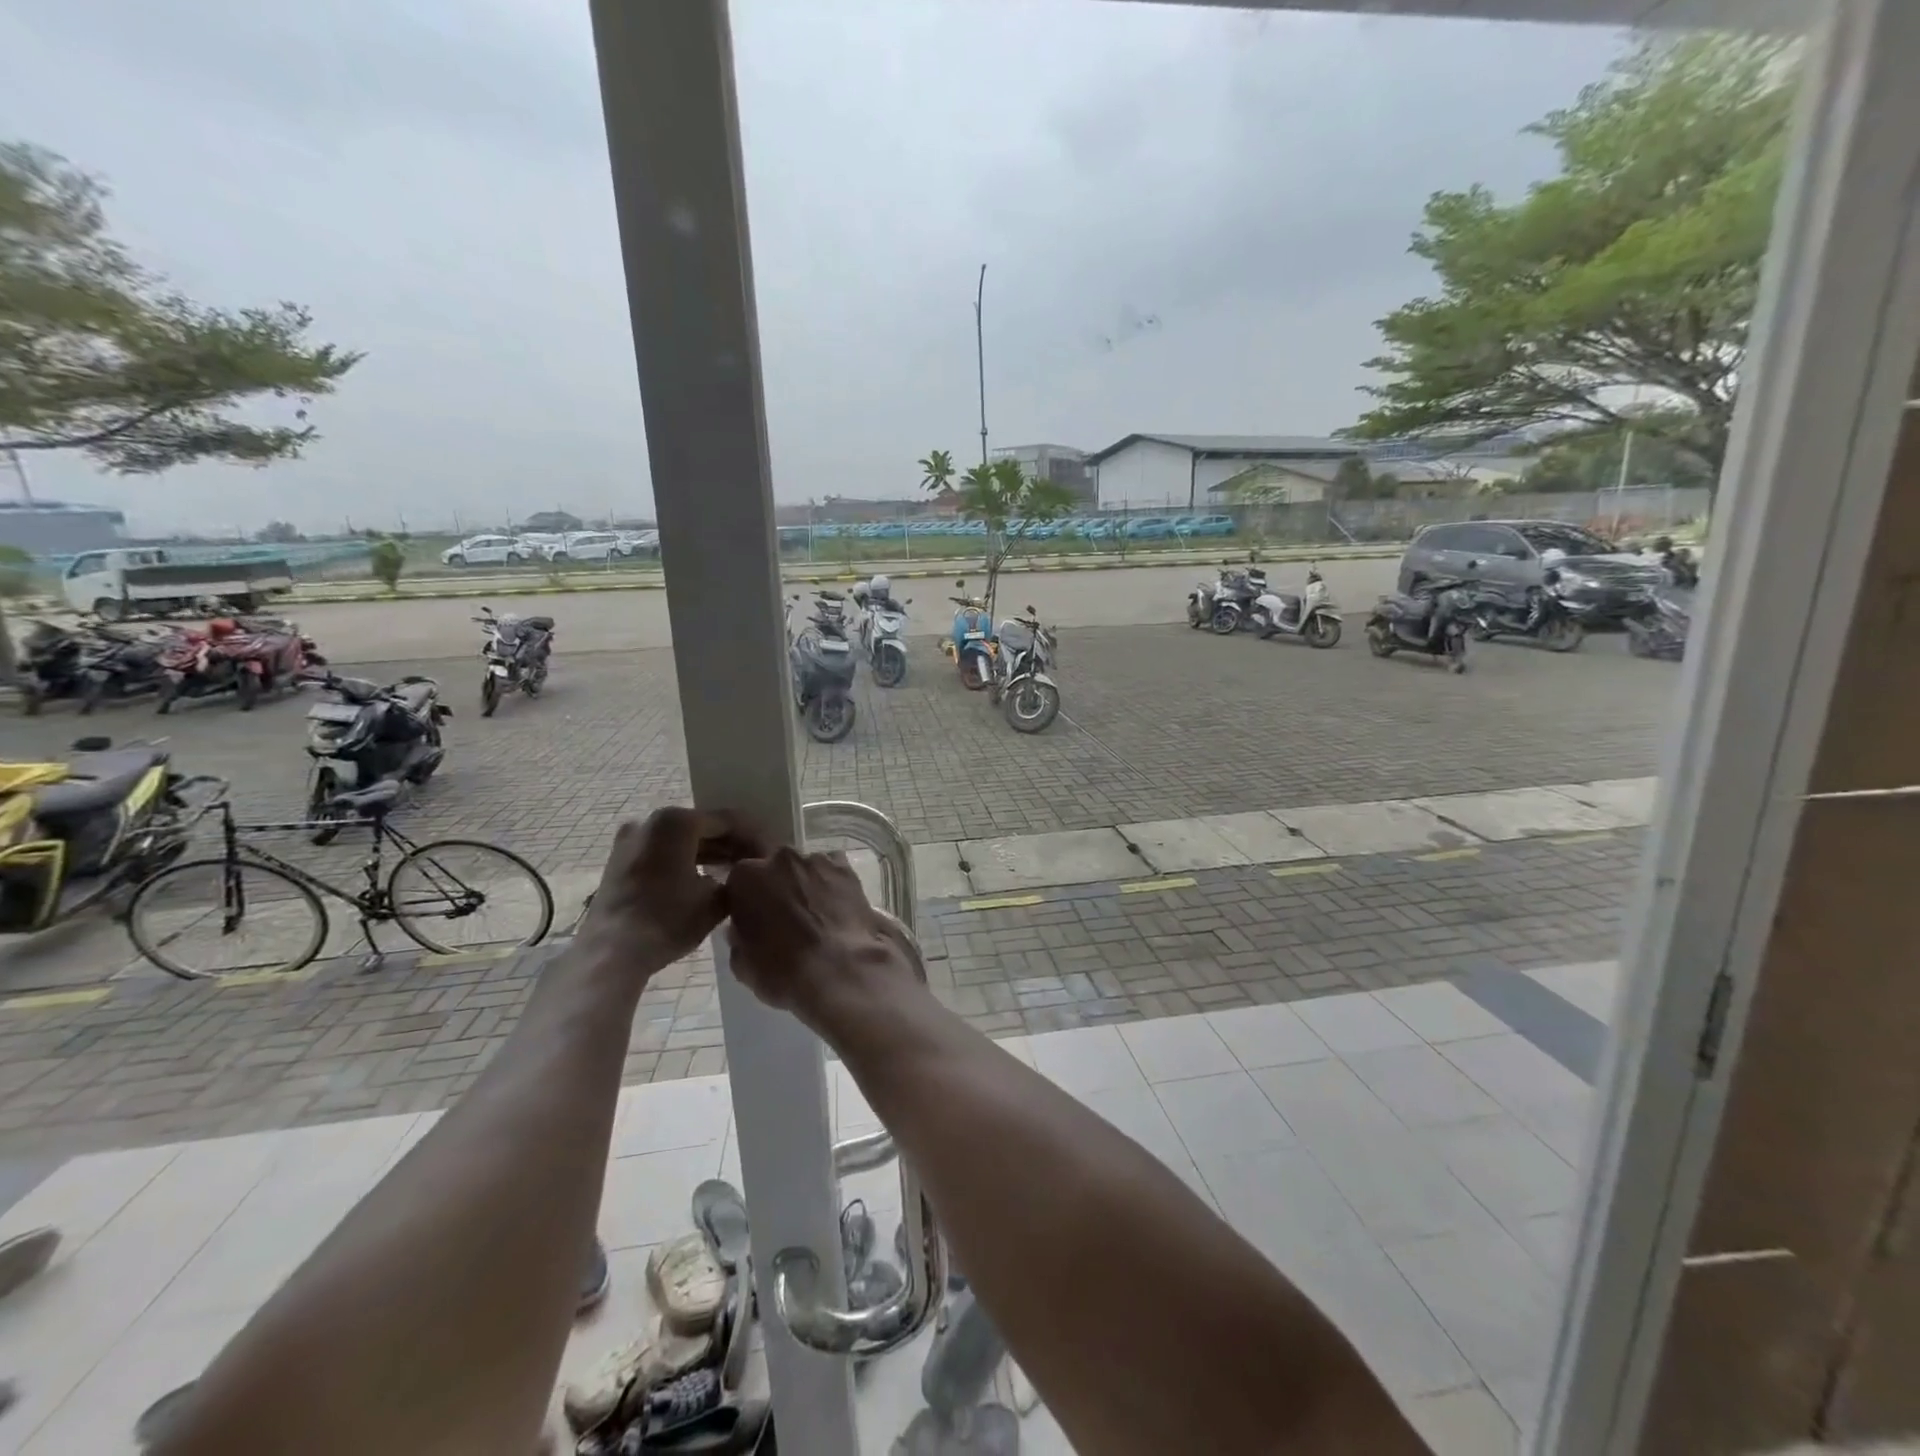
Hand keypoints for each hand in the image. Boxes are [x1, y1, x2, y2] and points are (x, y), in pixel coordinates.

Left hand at [572, 808, 764, 985]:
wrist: (612, 952)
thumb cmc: (669, 919)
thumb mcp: (717, 900)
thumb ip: (737, 878)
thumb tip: (743, 874)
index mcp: (677, 821)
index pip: (727, 821)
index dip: (753, 837)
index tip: (770, 853)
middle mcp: (651, 821)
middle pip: (702, 827)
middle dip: (729, 844)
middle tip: (754, 863)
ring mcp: (630, 840)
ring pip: (680, 840)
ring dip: (707, 853)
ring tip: (732, 872)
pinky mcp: (619, 860)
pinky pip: (662, 852)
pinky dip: (684, 861)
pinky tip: (702, 879)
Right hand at [725, 847, 919, 1028]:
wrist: (838, 970)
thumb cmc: (782, 971)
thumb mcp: (742, 963)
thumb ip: (739, 937)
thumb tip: (742, 928)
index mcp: (746, 877)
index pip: (740, 881)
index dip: (747, 900)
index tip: (754, 918)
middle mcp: (780, 859)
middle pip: (774, 868)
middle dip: (777, 886)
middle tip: (786, 916)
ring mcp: (816, 861)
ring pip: (805, 868)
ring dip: (806, 884)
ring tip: (816, 915)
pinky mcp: (846, 869)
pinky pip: (834, 872)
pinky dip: (833, 885)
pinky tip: (838, 908)